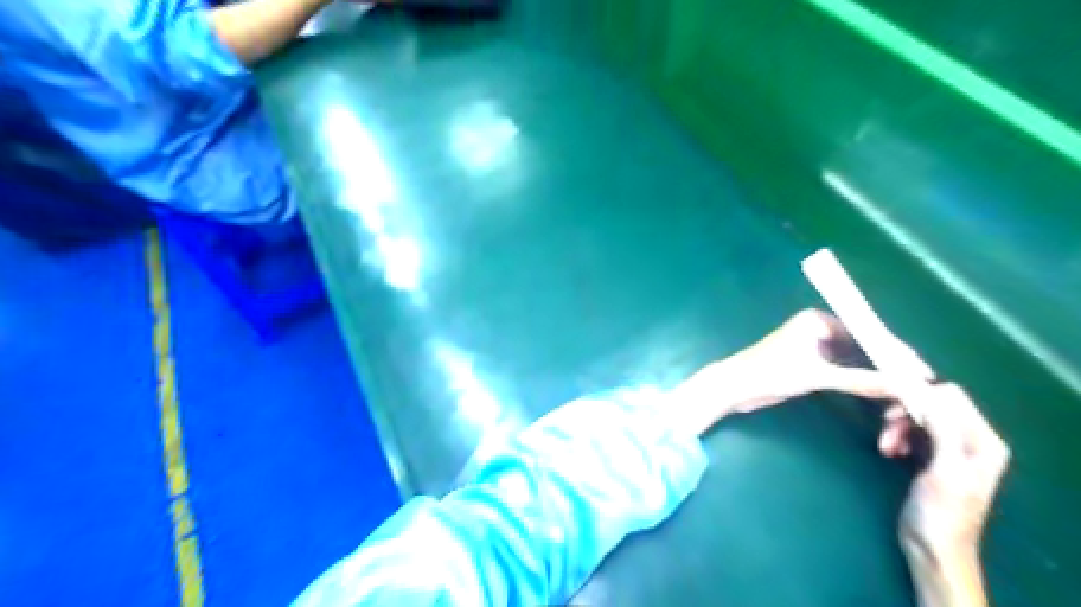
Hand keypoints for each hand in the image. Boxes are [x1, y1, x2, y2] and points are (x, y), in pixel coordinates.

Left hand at [673, 308, 913, 435]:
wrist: (735, 388)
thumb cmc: (770, 373)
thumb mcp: (816, 376)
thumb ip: (860, 380)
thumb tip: (906, 387)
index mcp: (819, 320)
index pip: (868, 333)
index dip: (896, 353)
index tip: (923, 372)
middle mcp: (821, 328)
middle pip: (865, 346)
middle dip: (891, 366)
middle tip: (922, 387)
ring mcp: (817, 346)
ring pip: (857, 360)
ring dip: (879, 376)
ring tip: (908, 393)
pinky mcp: (813, 363)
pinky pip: (846, 370)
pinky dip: (862, 381)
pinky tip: (883, 395)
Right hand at [882, 386, 1009, 557]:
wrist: (932, 547)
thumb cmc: (941, 512)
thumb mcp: (945, 470)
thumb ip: (942, 430)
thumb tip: (928, 392)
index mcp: (983, 441)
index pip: (951, 397)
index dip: (920, 397)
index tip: (891, 411)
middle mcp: (971, 439)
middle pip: (932, 404)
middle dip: (905, 414)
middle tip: (885, 431)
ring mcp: (952, 446)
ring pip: (919, 416)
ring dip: (897, 426)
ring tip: (885, 447)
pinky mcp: (933, 454)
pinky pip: (913, 430)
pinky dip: (898, 435)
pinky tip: (890, 450)